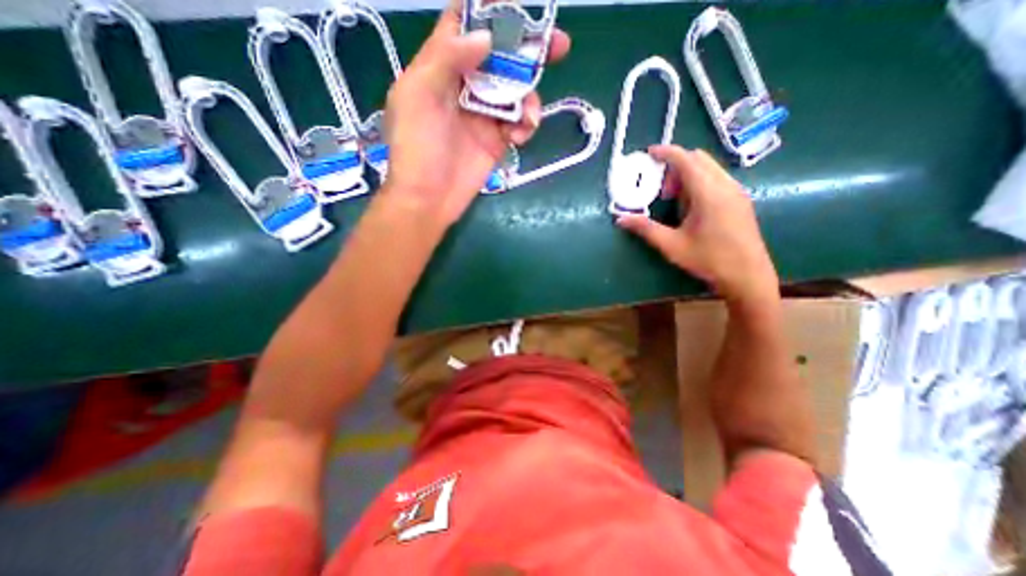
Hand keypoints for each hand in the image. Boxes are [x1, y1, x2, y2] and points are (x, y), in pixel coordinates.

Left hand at [382, 6, 573, 227]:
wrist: (429, 199)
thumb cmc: (417, 148)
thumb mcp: (418, 96)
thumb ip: (446, 58)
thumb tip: (484, 38)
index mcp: (440, 68)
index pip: (464, 28)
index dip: (488, 14)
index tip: (519, 11)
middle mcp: (464, 87)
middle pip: (499, 57)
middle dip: (527, 50)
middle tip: (558, 44)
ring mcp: (482, 115)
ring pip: (515, 92)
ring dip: (529, 99)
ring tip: (530, 117)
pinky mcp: (496, 141)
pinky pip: (519, 123)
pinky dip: (526, 125)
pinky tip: (520, 135)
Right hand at [615, 145, 778, 303]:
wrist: (747, 275)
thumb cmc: (708, 260)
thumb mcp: (671, 245)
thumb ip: (645, 229)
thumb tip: (621, 220)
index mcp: (708, 193)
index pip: (686, 160)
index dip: (666, 153)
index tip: (649, 153)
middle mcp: (726, 185)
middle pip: (699, 159)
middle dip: (675, 167)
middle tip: (660, 190)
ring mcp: (736, 191)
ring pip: (709, 168)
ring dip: (688, 175)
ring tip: (674, 201)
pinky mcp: (740, 199)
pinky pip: (717, 178)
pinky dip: (699, 182)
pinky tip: (692, 207)